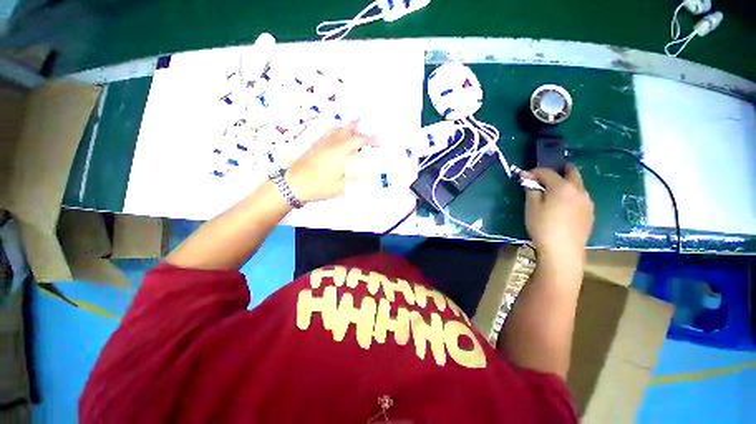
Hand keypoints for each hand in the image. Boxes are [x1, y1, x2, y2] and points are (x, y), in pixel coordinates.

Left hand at [285, 120, 375, 203]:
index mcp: (340, 152)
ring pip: (338, 129)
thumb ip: (355, 179)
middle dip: (361, 132)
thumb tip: (369, 174)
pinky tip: (339, 136)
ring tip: (356, 132)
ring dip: (349, 129)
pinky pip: (329, 132)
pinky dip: (338, 131)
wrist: (294, 183)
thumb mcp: (340, 187)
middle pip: (349, 131)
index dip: (369, 139)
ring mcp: (322, 142)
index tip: (377, 141)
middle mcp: (332, 143)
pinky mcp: (315, 144)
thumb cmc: (318, 186)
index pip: (358, 139)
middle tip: (368, 138)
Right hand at [523, 164, 593, 262]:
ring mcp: (587, 201)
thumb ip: (531, 189)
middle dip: (558, 171)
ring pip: (577, 185)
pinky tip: (562, 208)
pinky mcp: (590, 212)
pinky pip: (580, 197)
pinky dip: (571, 195)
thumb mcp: (532, 207)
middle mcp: (579, 190)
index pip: (547, 172)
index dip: (534, 172)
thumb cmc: (543, 226)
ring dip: (565, 184)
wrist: (563, 250)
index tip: (524, 177)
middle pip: (571, 171)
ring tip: (552, 195)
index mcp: (562, 187)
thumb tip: (527, 176)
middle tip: (544, 179)